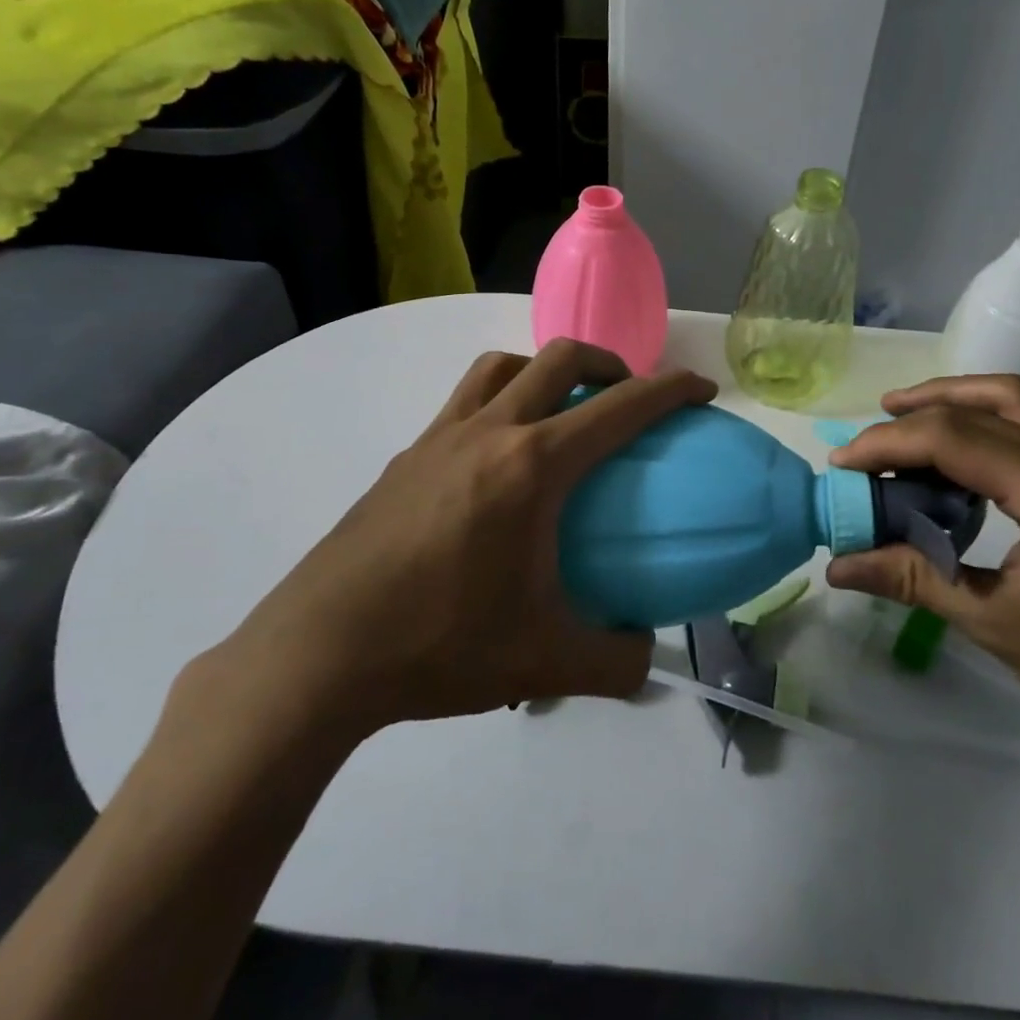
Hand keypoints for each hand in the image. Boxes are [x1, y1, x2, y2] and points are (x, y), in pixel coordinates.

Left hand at [207, 340, 717, 752]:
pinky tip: (497, 462)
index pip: (620, 408)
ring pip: (502, 367)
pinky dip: (499, 403)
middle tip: (626, 397)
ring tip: (560, 413)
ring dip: (544, 371)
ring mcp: (439, 438)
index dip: (670, 390)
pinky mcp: (405, 457)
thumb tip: (643, 651)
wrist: (319, 653)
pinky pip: (464, 402)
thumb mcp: (545, 661)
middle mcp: (489, 432)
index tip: (700, 389)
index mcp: (532, 466)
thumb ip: (615, 660)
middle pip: (559, 359)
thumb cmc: (440, 643)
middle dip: (608, 363)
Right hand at [826, 375, 1019, 768]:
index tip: (842, 465)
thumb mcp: (996, 624)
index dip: (888, 444)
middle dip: (913, 418)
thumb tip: (837, 566)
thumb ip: (914, 579)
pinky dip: (995, 410)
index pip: (955, 439)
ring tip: (907, 415)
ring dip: (957, 398)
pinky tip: (972, 438)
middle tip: (866, 445)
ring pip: (1017, 397)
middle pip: (982, 406)